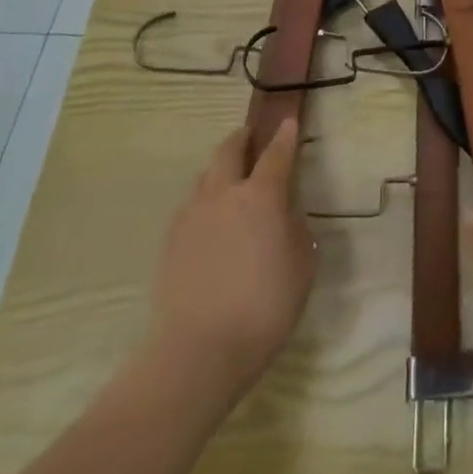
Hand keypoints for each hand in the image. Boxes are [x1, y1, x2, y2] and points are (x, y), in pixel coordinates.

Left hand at [149, 119, 314, 394]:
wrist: (198, 351)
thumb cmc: (264, 307)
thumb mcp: (302, 266)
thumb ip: (297, 231)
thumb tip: (287, 216)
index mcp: (261, 196)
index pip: (276, 154)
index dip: (284, 136)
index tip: (288, 122)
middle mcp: (224, 194)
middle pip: (229, 151)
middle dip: (241, 139)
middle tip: (250, 137)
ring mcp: (192, 216)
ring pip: (204, 176)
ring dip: (219, 168)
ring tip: (228, 178)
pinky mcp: (170, 242)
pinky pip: (189, 205)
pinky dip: (202, 199)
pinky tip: (209, 218)